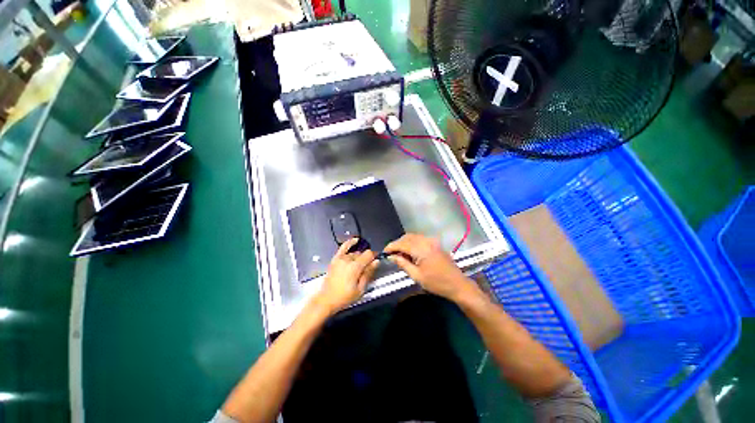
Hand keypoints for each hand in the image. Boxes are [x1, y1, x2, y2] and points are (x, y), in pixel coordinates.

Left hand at [312, 238, 378, 314]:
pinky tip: (355, 240)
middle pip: (362, 254)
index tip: (377, 260)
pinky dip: (350, 243)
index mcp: (355, 267)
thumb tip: (376, 262)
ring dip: (359, 257)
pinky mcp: (335, 259)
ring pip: (354, 253)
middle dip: (367, 259)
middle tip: (368, 268)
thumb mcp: (360, 289)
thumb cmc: (344, 297)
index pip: (369, 254)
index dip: (375, 256)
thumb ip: (369, 273)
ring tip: (360, 265)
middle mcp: (347, 260)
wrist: (327, 300)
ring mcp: (340, 259)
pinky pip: (343, 247)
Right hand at [384, 233, 477, 301]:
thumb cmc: (436, 283)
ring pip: (413, 237)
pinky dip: (412, 243)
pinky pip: (419, 239)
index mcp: (421, 249)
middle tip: (391, 254)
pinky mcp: (435, 243)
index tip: (384, 253)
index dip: (391, 247)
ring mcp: (432, 241)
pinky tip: (410, 252)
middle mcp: (426, 241)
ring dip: (404, 243)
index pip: (401, 244)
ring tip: (399, 254)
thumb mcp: (417, 276)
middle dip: (397, 244)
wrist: (457, 284)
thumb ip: (402, 263)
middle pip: (406, 237)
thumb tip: (391, 257)